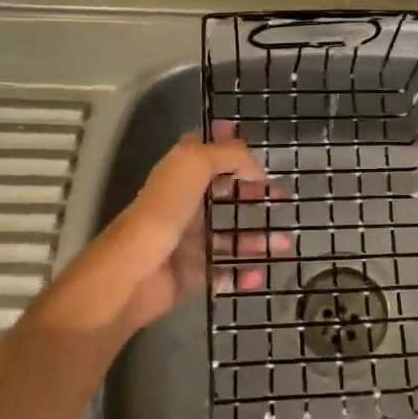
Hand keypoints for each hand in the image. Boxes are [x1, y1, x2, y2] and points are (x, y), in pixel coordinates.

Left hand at [44, 127, 286, 335]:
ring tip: (285, 243)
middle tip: (283, 196)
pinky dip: (243, 273)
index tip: (258, 147)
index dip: (228, 144)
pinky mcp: (191, 272)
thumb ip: (229, 155)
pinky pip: (224, 271)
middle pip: (225, 192)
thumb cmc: (163, 211)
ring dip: (257, 238)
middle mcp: (185, 201)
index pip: (206, 149)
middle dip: (254, 192)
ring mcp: (189, 239)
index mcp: (181, 172)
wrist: (132, 274)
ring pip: (230, 234)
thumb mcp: (194, 164)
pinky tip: (260, 273)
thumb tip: (256, 169)